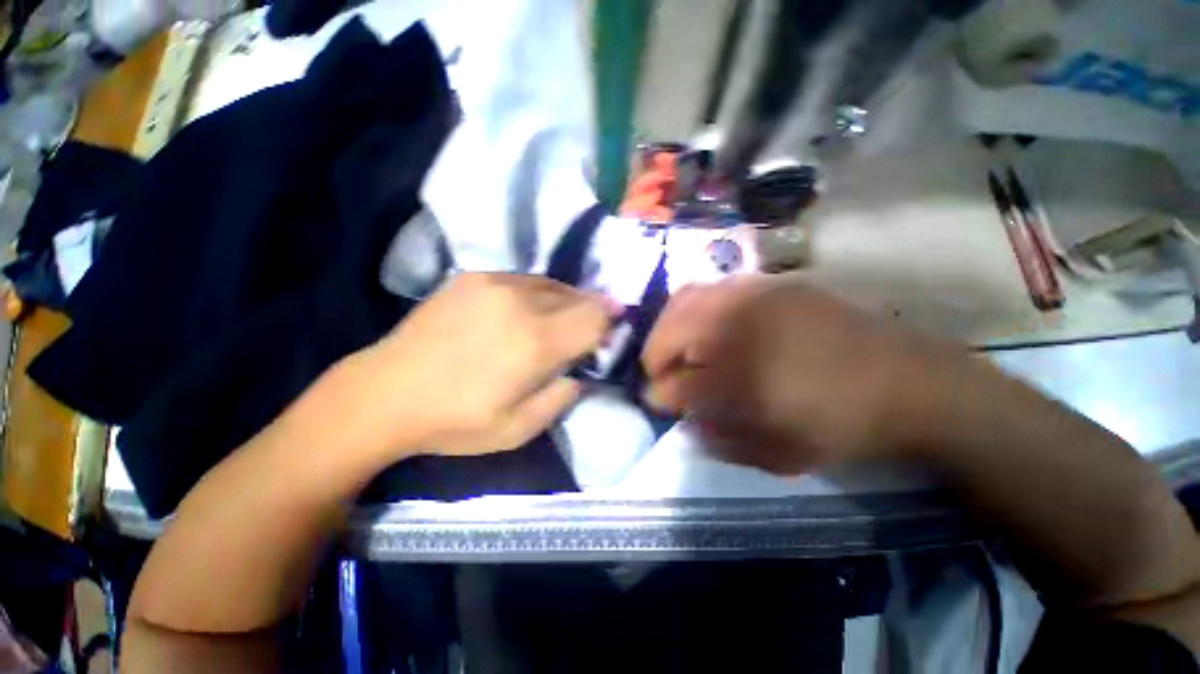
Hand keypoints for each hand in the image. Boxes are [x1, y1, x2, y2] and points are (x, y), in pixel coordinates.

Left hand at [359, 273, 614, 455]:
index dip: (610, 325)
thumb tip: (584, 371)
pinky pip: (525, 279)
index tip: (608, 336)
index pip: (595, 318)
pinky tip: (524, 312)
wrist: (387, 392)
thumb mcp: (520, 429)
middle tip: (586, 332)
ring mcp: (495, 283)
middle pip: (579, 297)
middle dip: (591, 313)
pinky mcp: (474, 276)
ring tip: (556, 322)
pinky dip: (537, 294)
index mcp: (536, 343)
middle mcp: (521, 303)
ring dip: (566, 302)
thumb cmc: (456, 421)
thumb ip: (563, 396)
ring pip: (554, 284)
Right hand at [642, 277, 954, 473]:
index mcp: (738, 374)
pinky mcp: (773, 283)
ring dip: (671, 325)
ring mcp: (754, 295)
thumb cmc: (841, 426)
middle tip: (659, 371)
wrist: (910, 382)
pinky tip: (712, 326)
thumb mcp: (777, 453)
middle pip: (670, 328)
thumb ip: (720, 438)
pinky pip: (717, 288)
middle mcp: (737, 325)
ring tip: (680, 346)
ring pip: (686, 298)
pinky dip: (698, 307)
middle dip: (655, 352)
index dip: (660, 394)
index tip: (657, 401)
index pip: (675, 383)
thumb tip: (686, 420)